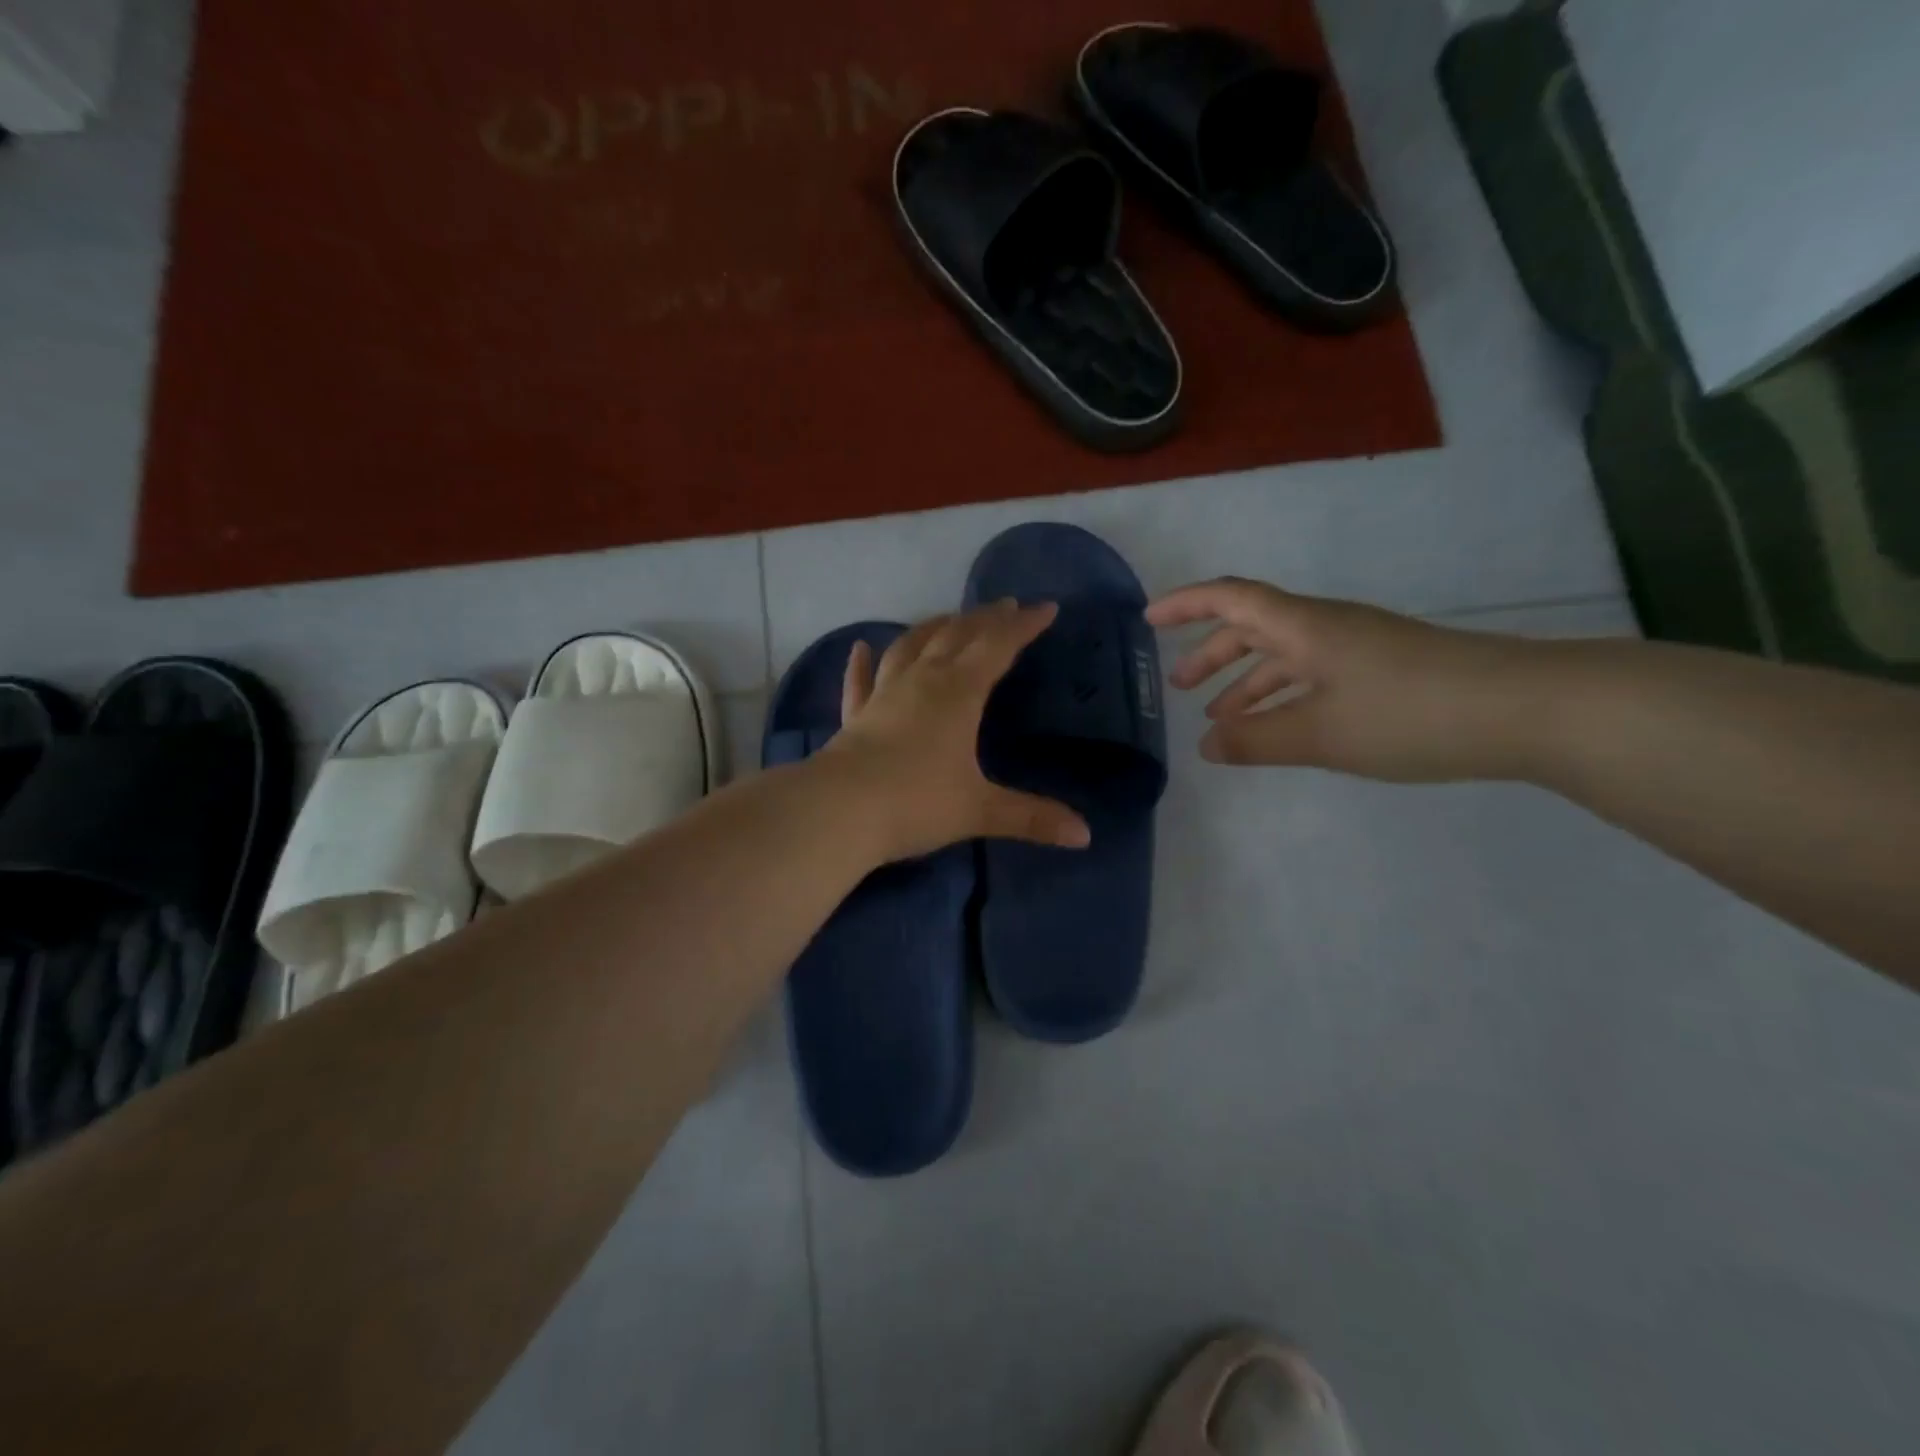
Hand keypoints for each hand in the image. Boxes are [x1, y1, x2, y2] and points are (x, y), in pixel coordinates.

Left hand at [825, 601, 1092, 859]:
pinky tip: (861, 648)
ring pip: (910, 647)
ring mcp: (883, 695)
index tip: (1046, 608)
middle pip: (956, 636)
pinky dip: (862, 663)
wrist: (839, 812)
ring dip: (932, 627)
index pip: (998, 647)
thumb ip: (1031, 817)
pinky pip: (859, 681)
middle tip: (1005, 605)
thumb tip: (1084, 835)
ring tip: (948, 617)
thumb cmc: (916, 803)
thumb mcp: (979, 810)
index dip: (1023, 626)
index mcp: (958, 693)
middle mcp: (921, 682)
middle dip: (984, 619)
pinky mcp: (854, 716)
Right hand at [1145, 577, 1542, 781]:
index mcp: (1304, 627)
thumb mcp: (1321, 734)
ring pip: (1284, 656)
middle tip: (1179, 689)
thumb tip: (1205, 747)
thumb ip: (1257, 741)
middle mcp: (1327, 627)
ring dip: (1246, 683)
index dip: (1186, 605)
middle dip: (1210, 654)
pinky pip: (1313, 675)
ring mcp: (1359, 648)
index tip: (1149, 620)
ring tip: (1220, 721)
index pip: (1230, 600)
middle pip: (1253, 627)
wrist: (1527, 710)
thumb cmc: (1410, 714)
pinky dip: (1284, 698)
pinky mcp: (1385, 671)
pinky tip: (1281, 728)